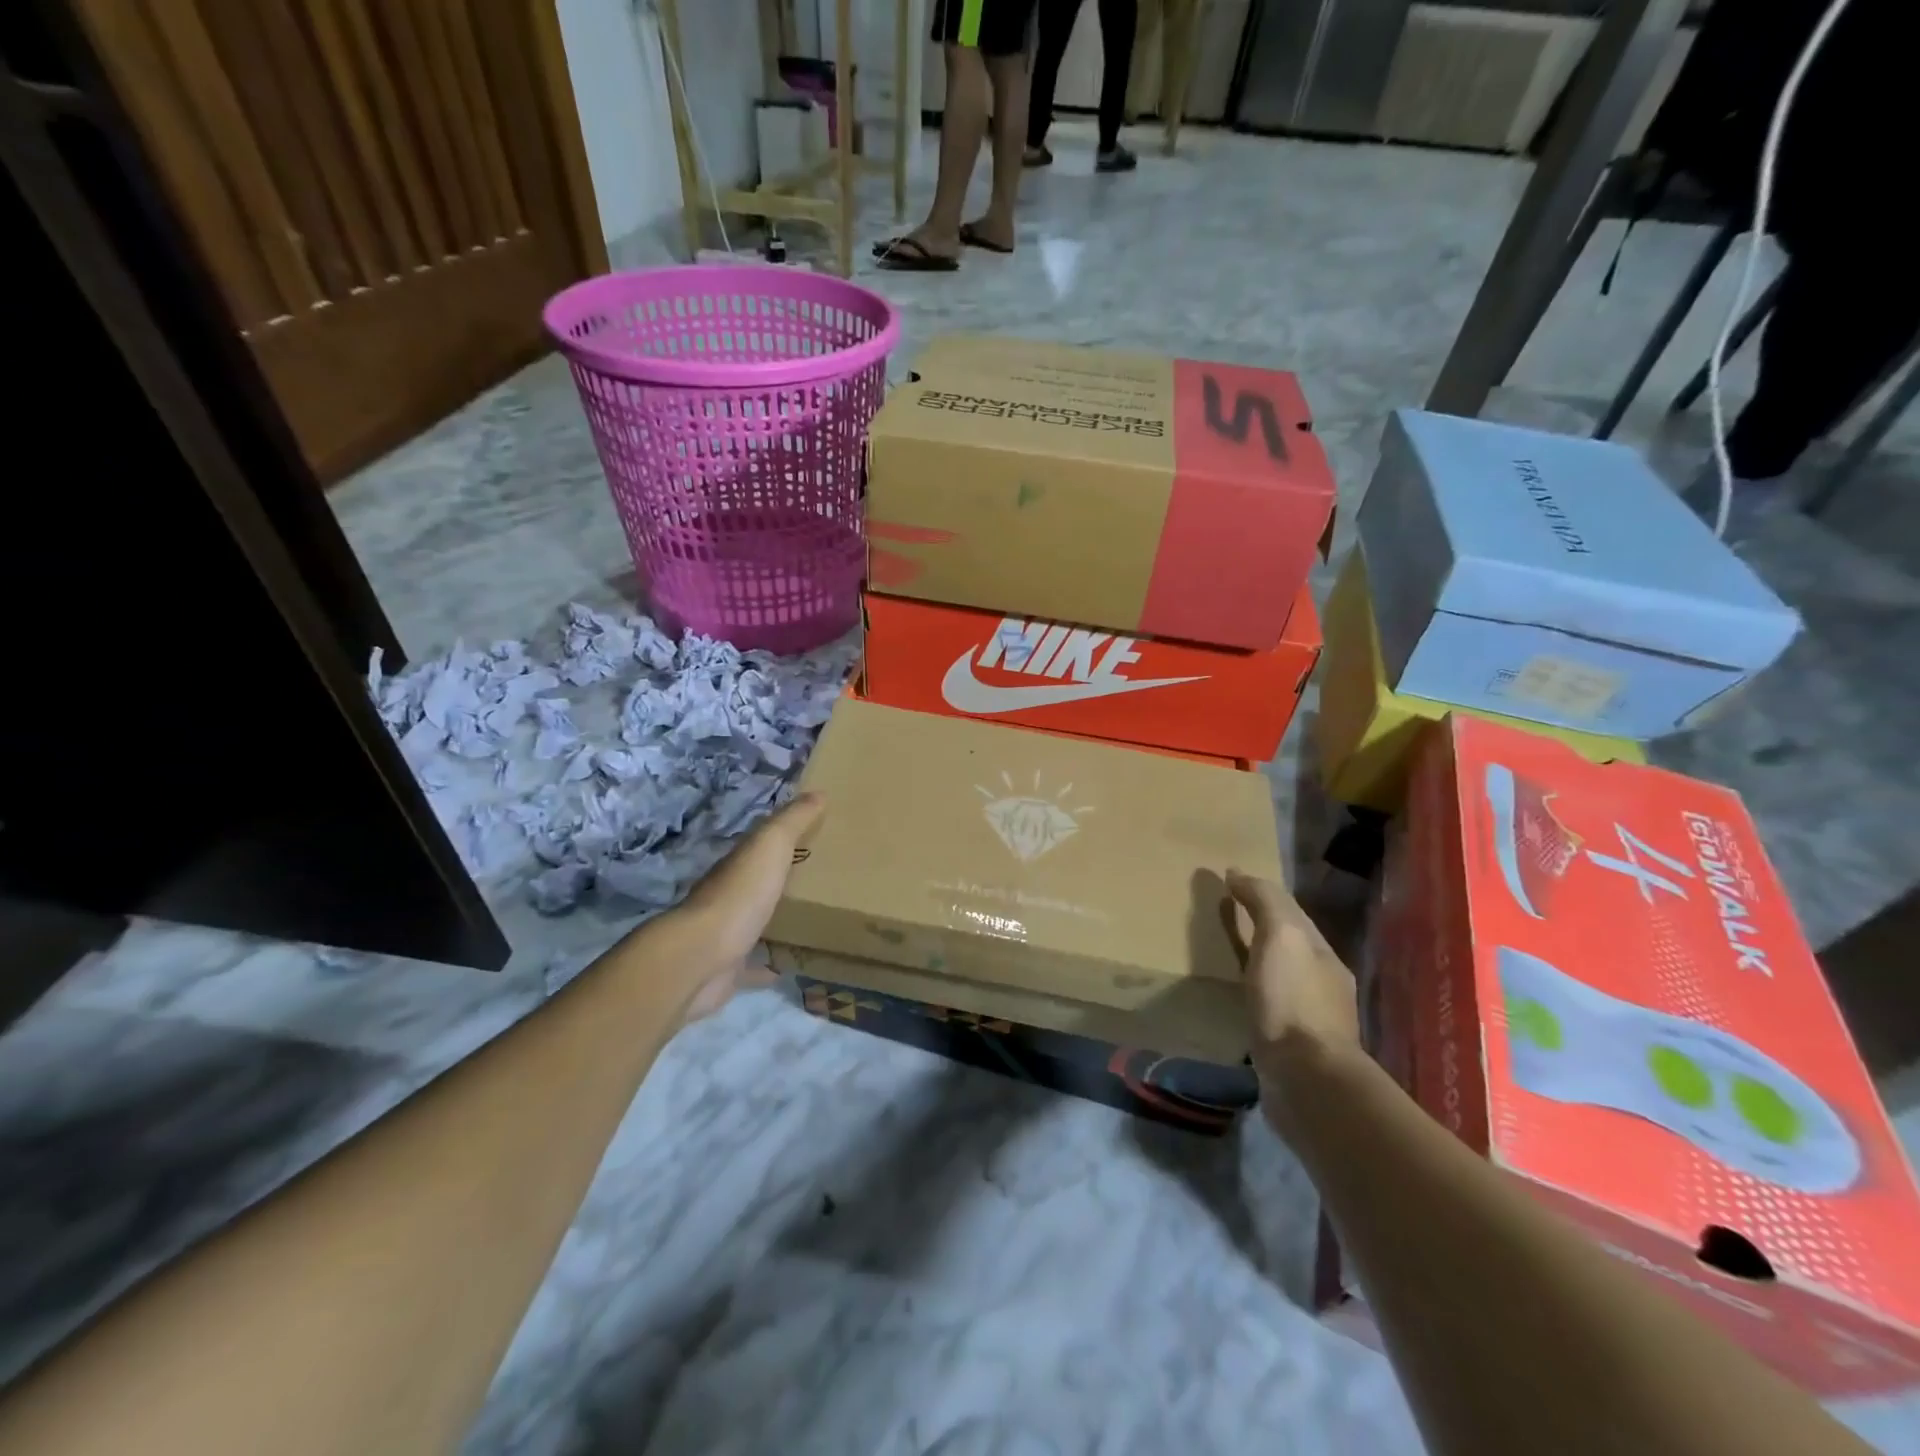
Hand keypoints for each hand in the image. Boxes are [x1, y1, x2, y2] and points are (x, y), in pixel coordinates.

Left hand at [674, 792, 825, 1021]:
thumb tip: (818, 792)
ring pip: (756, 922)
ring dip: (777, 920)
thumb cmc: (739, 896)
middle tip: (821, 879)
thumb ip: (792, 821)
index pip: (761, 845)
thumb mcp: (770, 847)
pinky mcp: (730, 970)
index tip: (815, 834)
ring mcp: (727, 934)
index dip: (785, 837)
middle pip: (759, 883)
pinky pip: (755, 965)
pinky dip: (770, 965)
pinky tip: (790, 965)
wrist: (701, 959)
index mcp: (738, 865)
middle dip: (782, 879)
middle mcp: (729, 896)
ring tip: (813, 920)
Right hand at [1224, 870, 1360, 1089]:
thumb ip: (1264, 902)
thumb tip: (1239, 873)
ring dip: (1256, 961)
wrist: (1307, 1080)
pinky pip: (1269, 1005)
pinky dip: (1253, 992)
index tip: (1227, 881)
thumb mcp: (1280, 936)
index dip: (1259, 892)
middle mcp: (1322, 981)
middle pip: (1287, 942)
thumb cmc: (1292, 1001)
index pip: (1289, 910)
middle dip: (1259, 926)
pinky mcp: (1292, 1046)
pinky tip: (1237, 998)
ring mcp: (1310, 1017)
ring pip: (1279, 975)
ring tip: (1222, 955)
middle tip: (1221, 915)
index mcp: (1321, 952)